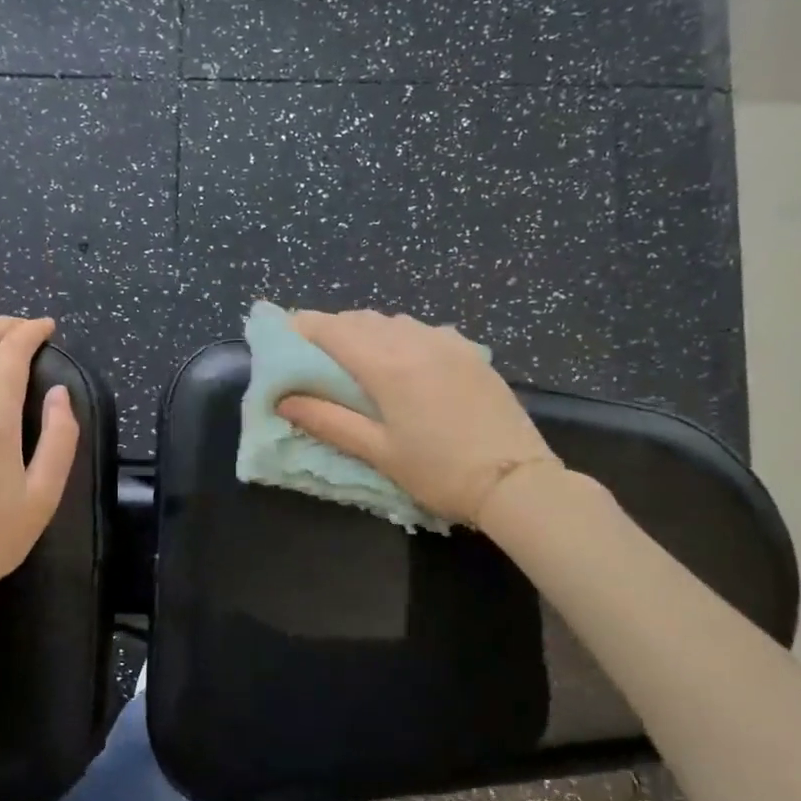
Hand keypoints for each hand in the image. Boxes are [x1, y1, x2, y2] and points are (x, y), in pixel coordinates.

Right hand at [277, 309, 560, 529]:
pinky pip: (424, 329)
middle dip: (332, 328)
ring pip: (394, 321)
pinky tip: (404, 358)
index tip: (284, 333)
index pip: (333, 330)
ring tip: (355, 355)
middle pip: (361, 319)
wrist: (516, 481)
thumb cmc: (438, 472)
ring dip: (367, 329)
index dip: (304, 326)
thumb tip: (284, 400)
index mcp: (387, 366)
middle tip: (314, 351)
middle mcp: (415, 342)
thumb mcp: (378, 452)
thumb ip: (328, 421)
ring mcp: (447, 343)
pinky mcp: (470, 352)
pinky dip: (401, 335)